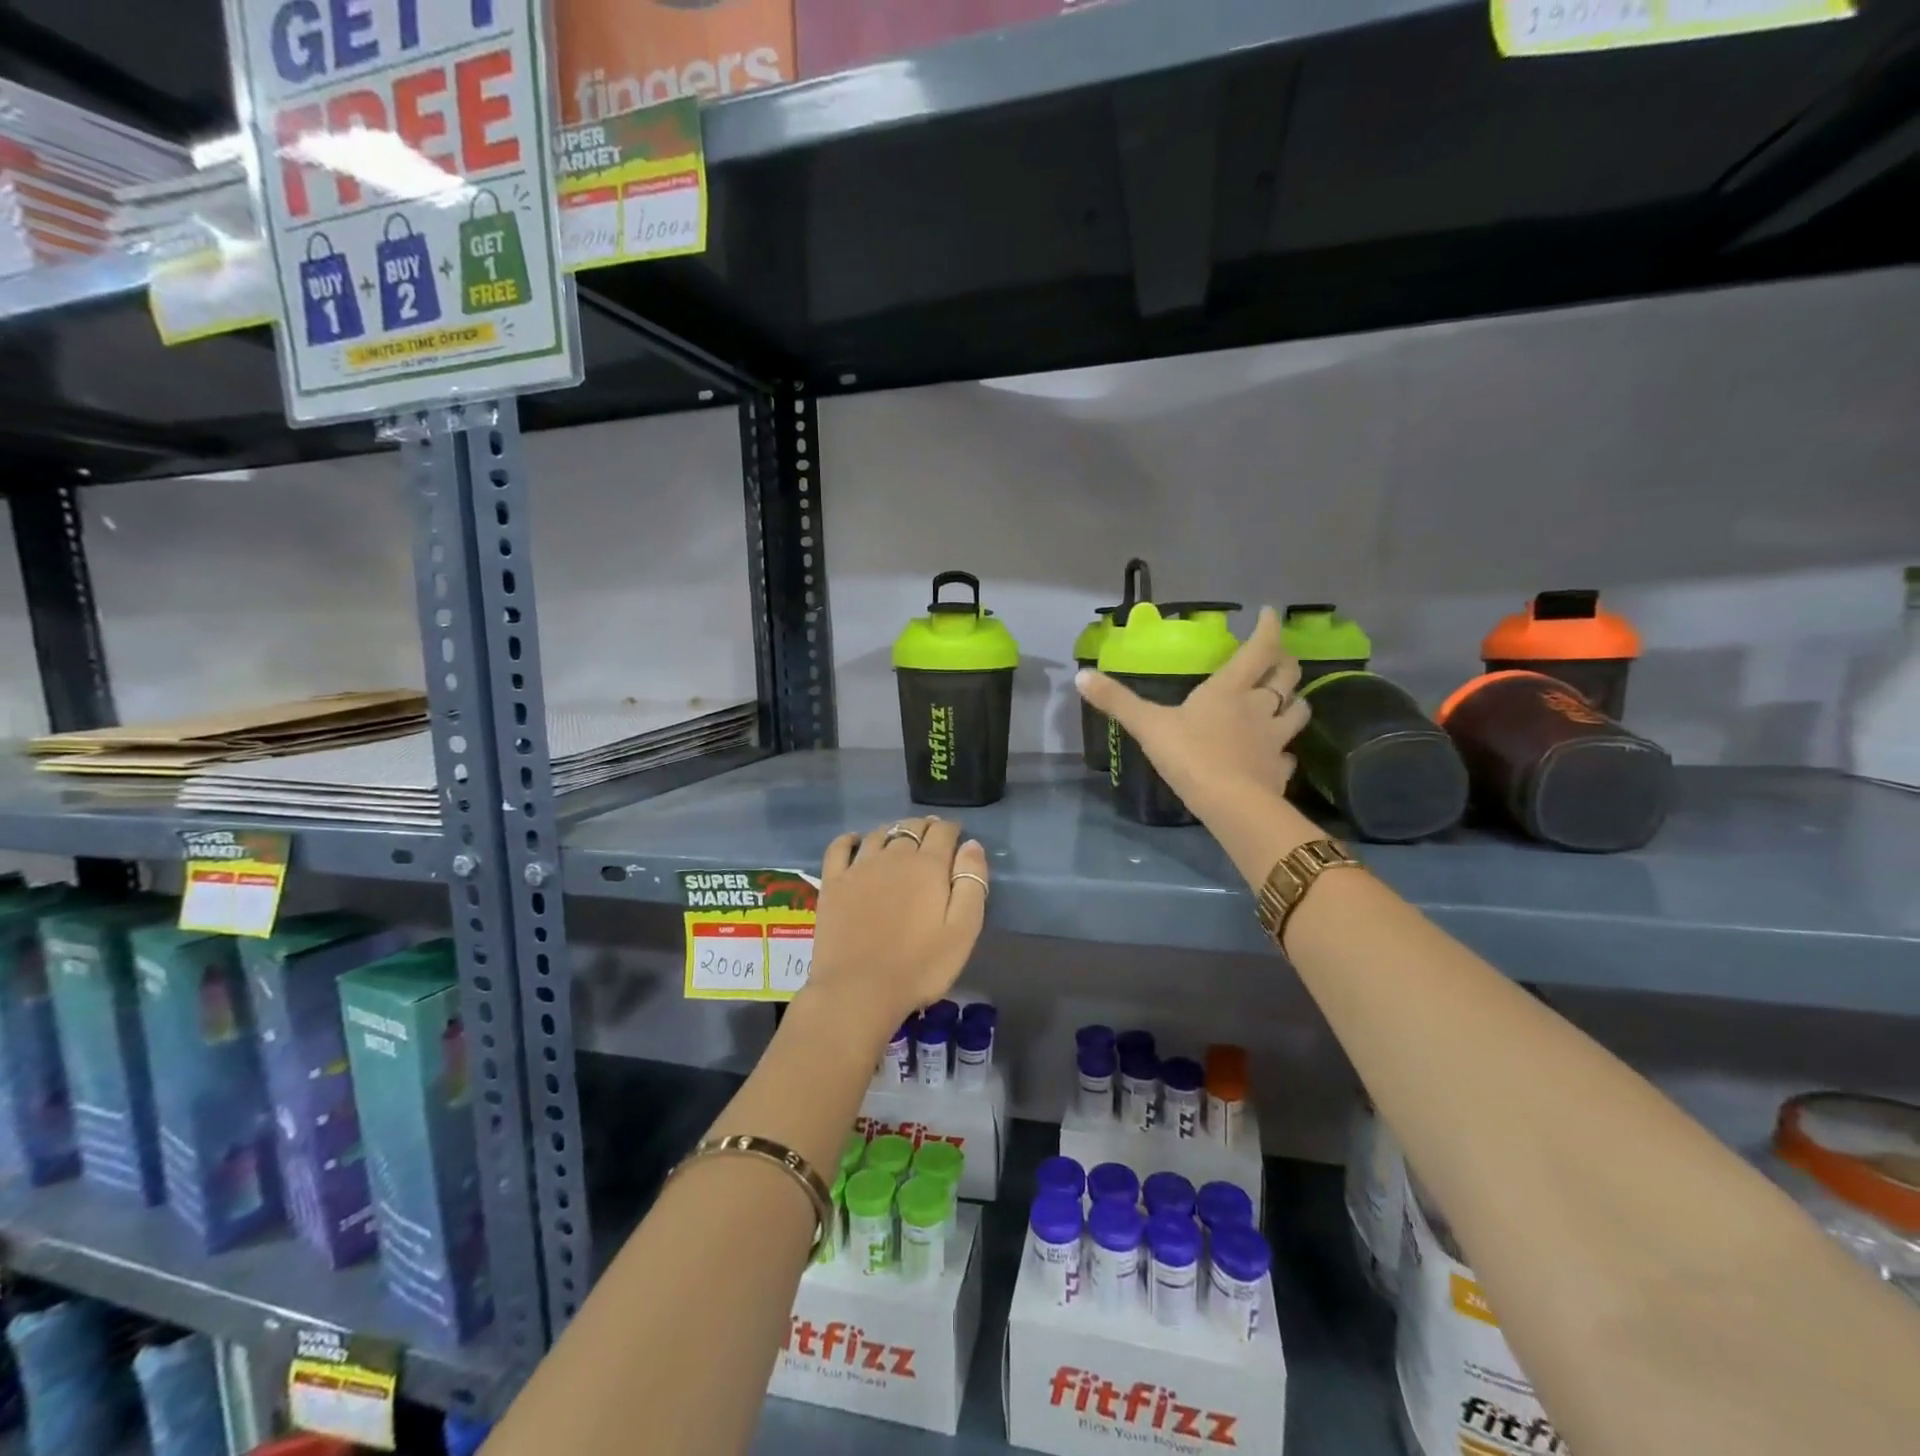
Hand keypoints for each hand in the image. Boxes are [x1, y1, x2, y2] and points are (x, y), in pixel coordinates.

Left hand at [802, 817, 988, 1044]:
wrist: (858, 990)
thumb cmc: (919, 966)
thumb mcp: (963, 930)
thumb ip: (971, 882)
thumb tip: (971, 844)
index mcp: (928, 866)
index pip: (943, 831)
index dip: (952, 829)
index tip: (957, 837)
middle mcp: (893, 856)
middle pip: (911, 827)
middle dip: (925, 828)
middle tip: (932, 838)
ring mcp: (859, 867)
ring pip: (879, 834)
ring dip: (894, 831)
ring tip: (900, 840)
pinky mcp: (833, 883)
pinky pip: (840, 847)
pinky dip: (851, 839)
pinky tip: (856, 842)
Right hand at [1075, 605, 1309, 814]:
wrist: (1229, 804)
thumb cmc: (1190, 755)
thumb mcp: (1148, 724)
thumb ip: (1117, 700)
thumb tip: (1081, 675)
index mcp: (1230, 689)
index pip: (1259, 649)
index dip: (1267, 628)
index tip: (1268, 614)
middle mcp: (1260, 707)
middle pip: (1287, 676)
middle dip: (1286, 662)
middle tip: (1277, 657)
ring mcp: (1275, 739)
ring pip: (1299, 711)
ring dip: (1295, 701)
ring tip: (1287, 700)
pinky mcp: (1280, 769)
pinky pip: (1289, 754)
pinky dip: (1285, 749)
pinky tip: (1277, 753)